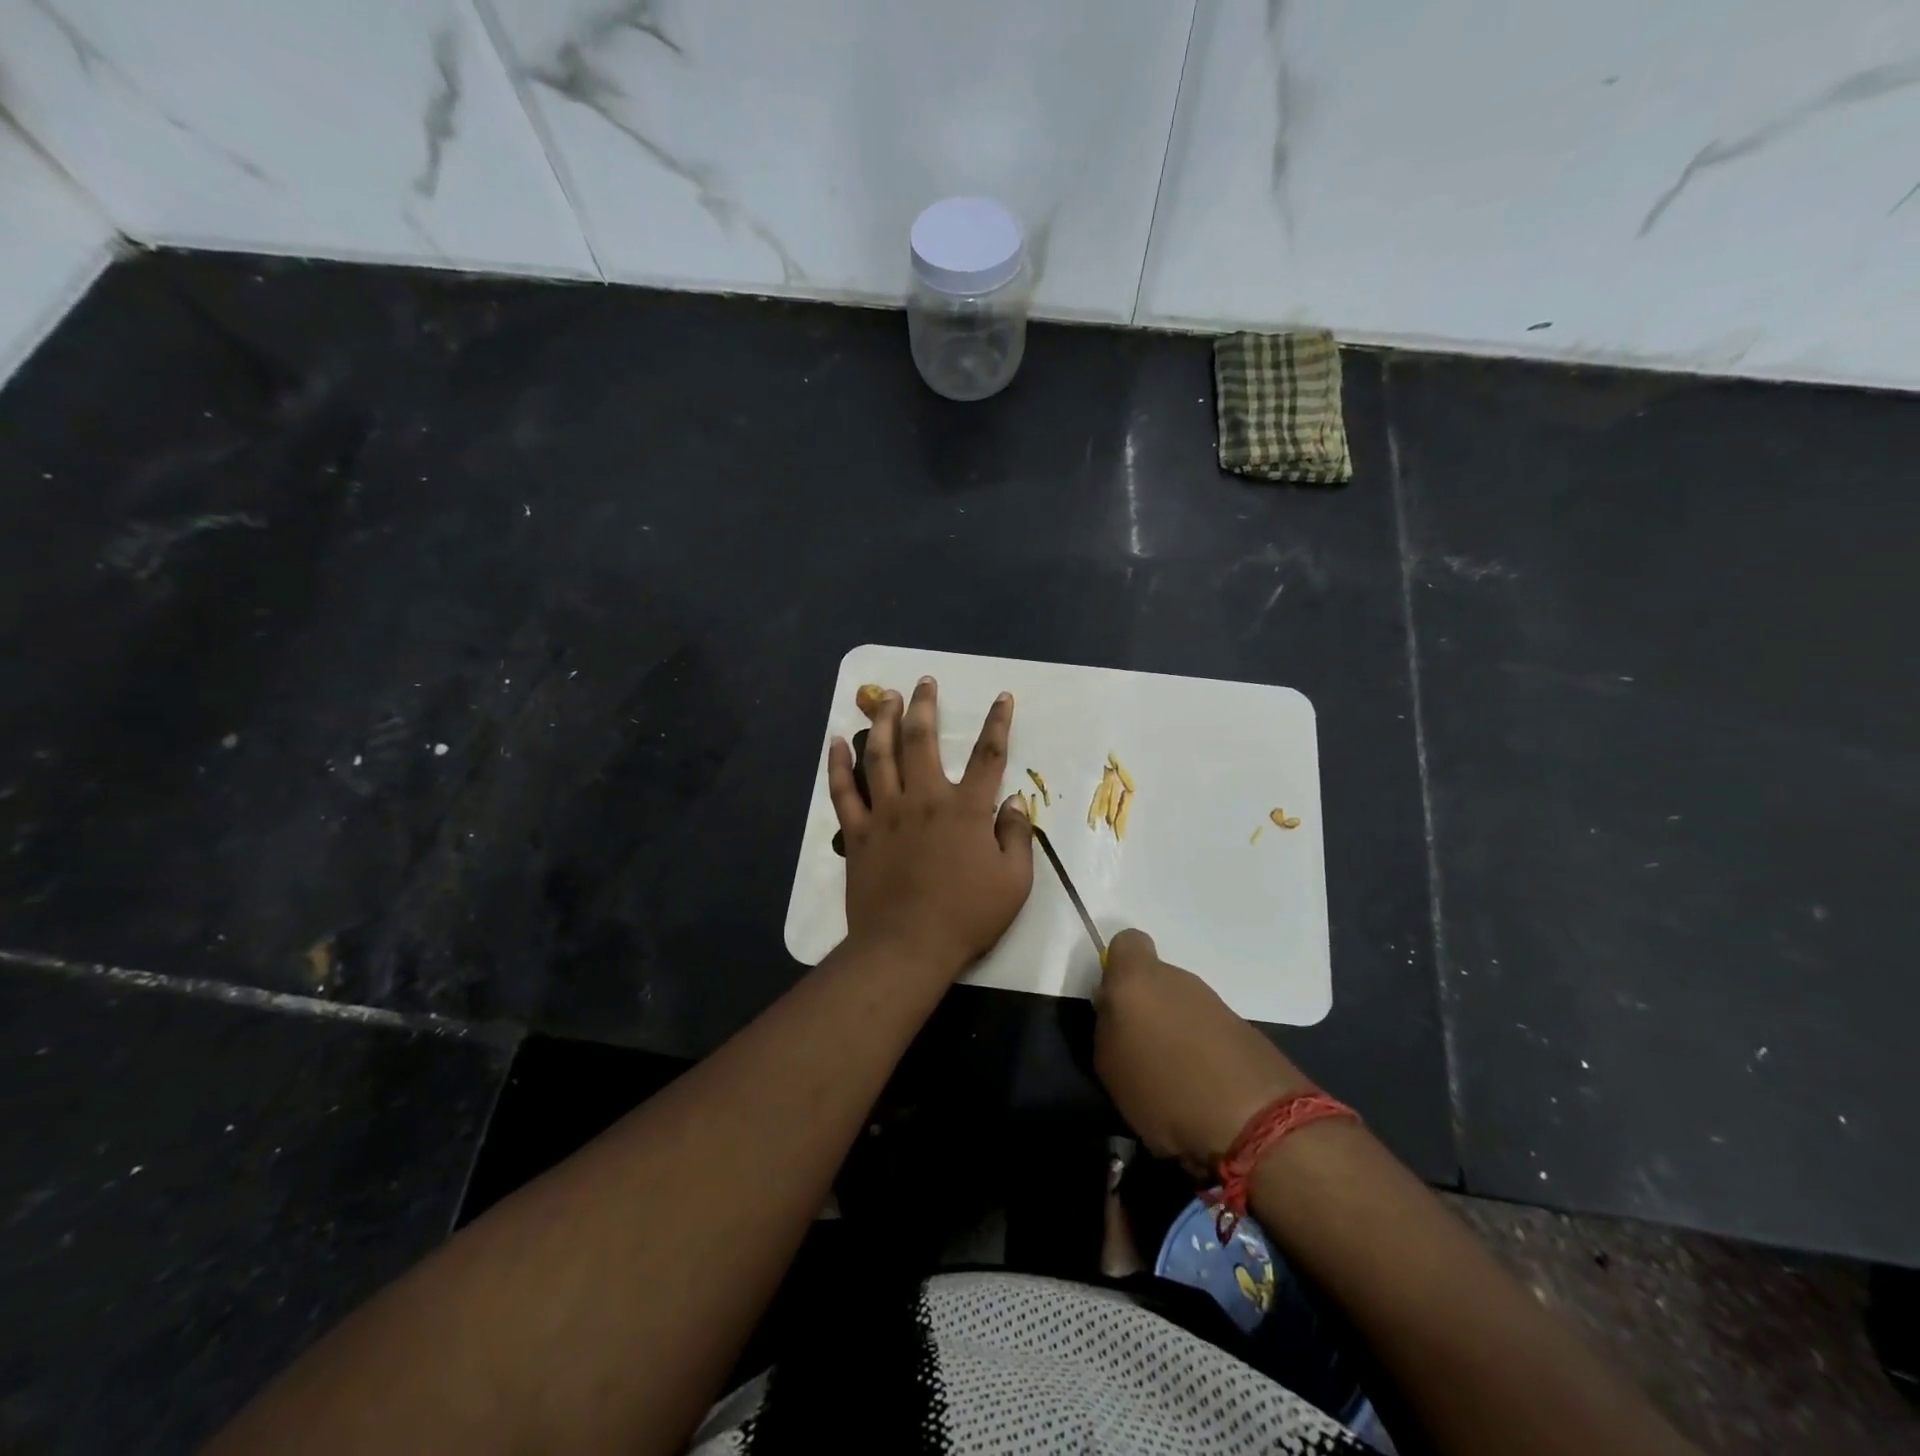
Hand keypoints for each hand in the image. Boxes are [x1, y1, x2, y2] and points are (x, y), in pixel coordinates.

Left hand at [828, 677, 1033, 982]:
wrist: (908, 946)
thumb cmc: (966, 916)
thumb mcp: (1014, 881)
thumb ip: (1017, 835)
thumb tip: (1015, 800)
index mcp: (965, 809)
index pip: (989, 755)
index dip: (998, 722)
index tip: (1002, 697)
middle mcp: (924, 799)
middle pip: (922, 740)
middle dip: (925, 706)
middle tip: (924, 682)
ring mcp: (886, 813)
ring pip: (881, 755)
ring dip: (883, 721)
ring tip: (884, 697)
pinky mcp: (858, 833)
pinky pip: (844, 791)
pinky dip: (838, 764)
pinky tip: (837, 741)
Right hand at [1094, 929, 1310, 1168]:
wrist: (1255, 1122)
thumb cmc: (1163, 1089)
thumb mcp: (1109, 1065)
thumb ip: (1107, 1025)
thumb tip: (1115, 1009)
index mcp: (1137, 978)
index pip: (1126, 942)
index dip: (1117, 967)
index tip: (1114, 1003)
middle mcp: (1177, 978)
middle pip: (1154, 979)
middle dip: (1145, 1006)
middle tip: (1138, 1049)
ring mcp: (1213, 1001)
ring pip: (1181, 1004)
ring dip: (1173, 1029)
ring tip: (1170, 1076)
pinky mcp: (1242, 1027)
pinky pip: (1207, 1029)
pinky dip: (1200, 1049)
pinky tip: (1200, 1086)